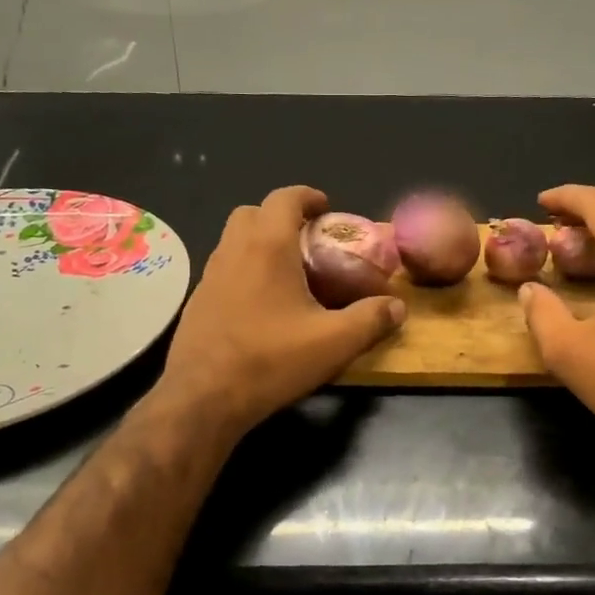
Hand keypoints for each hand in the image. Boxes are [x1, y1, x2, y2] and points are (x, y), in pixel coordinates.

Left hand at [159, 186, 405, 437]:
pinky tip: (262, 307)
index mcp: (267, 247)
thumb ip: (370, 320)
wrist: (203, 398)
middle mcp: (233, 251)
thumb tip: (398, 307)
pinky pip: (223, 271)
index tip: (326, 209)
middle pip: (252, 213)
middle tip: (307, 241)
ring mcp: (208, 277)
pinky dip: (243, 272)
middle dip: (280, 217)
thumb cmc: (271, 360)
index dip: (307, 196)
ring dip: (259, 244)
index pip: (284, 198)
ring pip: (233, 242)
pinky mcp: (197, 303)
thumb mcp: (333, 343)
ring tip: (288, 274)